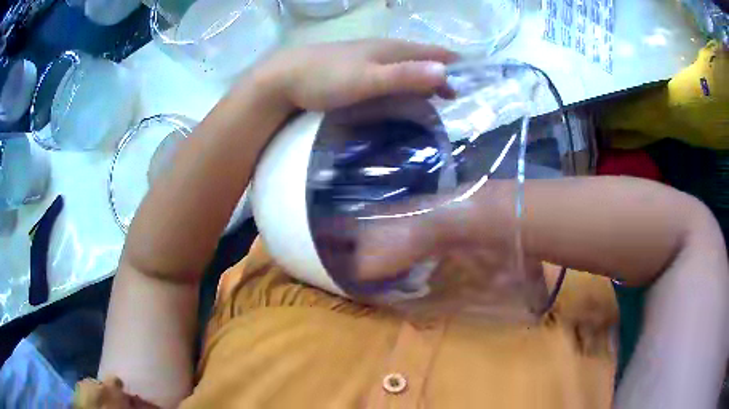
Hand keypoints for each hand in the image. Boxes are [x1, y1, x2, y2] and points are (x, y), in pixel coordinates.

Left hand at [252, 39, 457, 111]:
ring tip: (434, 100)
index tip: (473, 83)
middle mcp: (384, 50)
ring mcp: (368, 58)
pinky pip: (389, 74)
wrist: (283, 78)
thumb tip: (446, 72)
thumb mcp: (368, 79)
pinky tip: (400, 95)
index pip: (435, 52)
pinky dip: (403, 83)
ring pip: (406, 66)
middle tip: (455, 99)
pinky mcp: (356, 69)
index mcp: (393, 49)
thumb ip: (405, 76)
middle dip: (442, 75)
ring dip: (423, 80)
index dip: (456, 65)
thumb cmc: (326, 78)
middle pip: (422, 59)